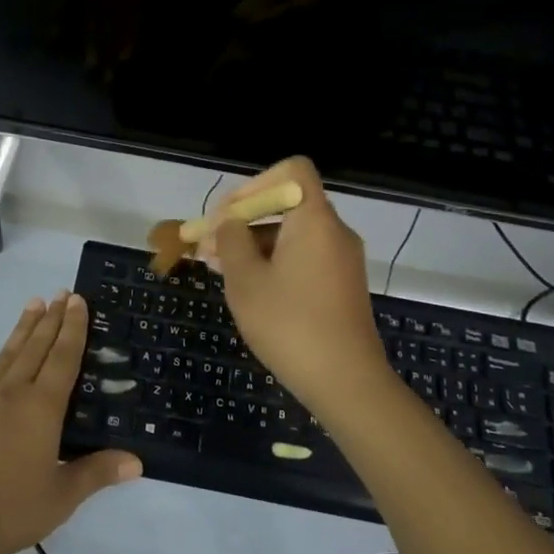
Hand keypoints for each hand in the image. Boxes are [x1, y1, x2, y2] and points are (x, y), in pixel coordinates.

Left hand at [0, 293, 141, 553]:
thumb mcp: (60, 497)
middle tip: (61, 293)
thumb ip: (97, 473)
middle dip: (51, 319)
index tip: (77, 300)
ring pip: (6, 355)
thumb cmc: (7, 511)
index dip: (73, 329)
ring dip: (22, 329)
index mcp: (41, 409)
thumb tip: (137, 461)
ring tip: (34, 303)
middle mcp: (12, 393)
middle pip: (36, 348)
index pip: (64, 359)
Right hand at [201, 157, 391, 416]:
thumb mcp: (246, 281)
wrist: (347, 383)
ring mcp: (341, 259)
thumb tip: (229, 224)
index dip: (254, 184)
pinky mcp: (341, 285)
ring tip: (217, 268)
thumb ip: (231, 241)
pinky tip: (246, 286)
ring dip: (253, 244)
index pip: (292, 171)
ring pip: (291, 234)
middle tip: (207, 245)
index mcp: (314, 220)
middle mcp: (333, 231)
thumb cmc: (290, 325)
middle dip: (242, 219)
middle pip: (286, 204)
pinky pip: (303, 257)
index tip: (227, 215)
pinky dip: (273, 261)